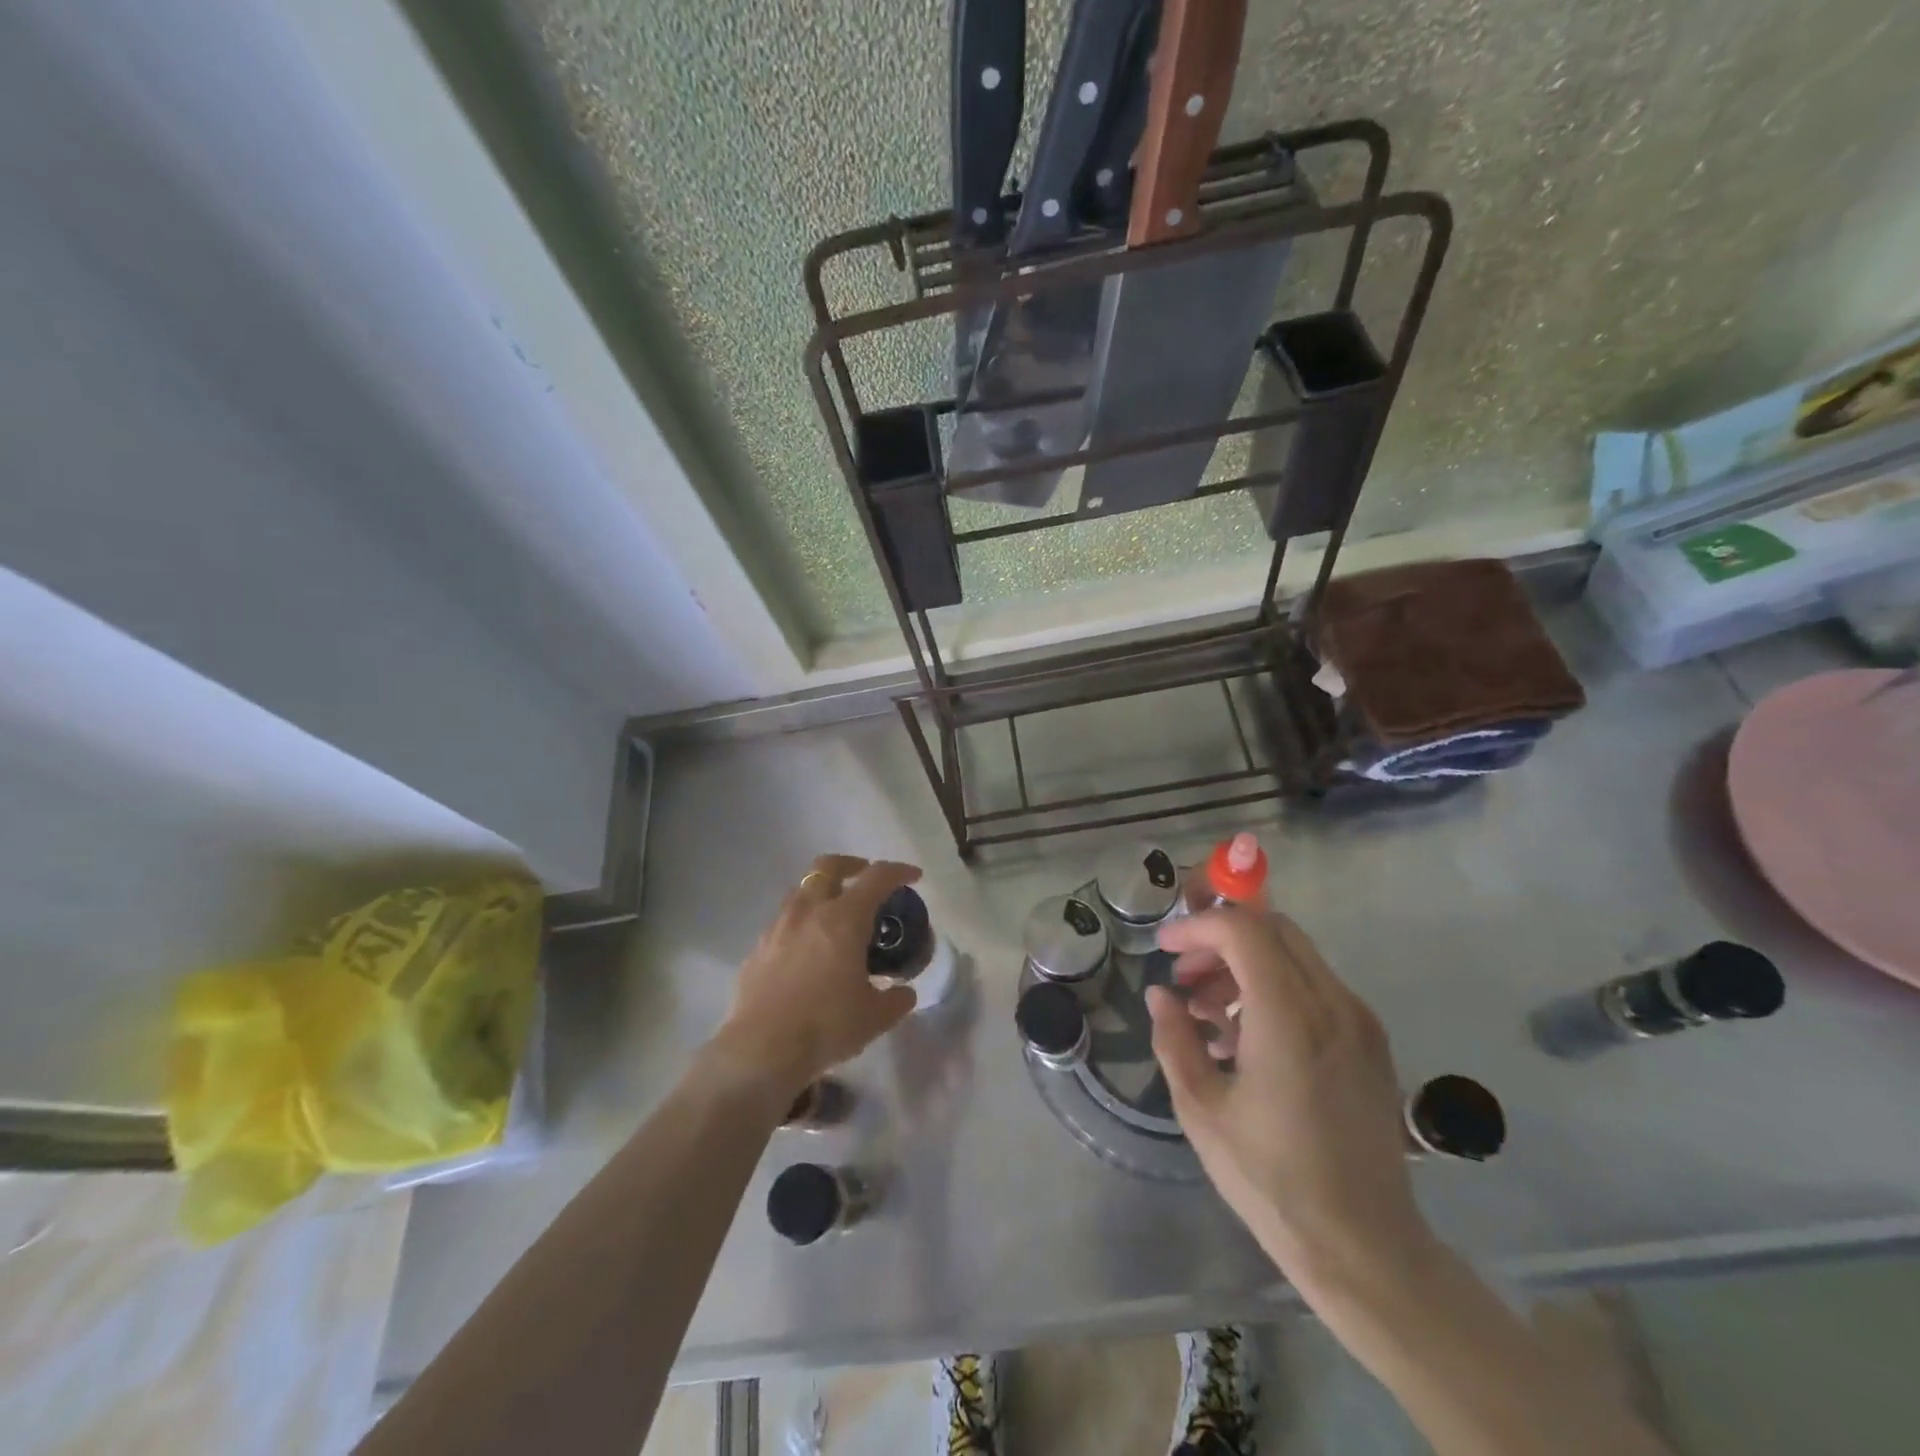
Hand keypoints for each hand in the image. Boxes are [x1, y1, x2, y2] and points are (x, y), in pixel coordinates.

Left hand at [712, 855, 920, 1097]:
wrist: (761, 1050)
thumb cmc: (826, 1025)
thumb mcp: (875, 1016)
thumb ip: (895, 999)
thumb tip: (904, 992)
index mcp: (844, 918)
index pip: (877, 878)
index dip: (898, 872)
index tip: (913, 877)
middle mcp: (809, 911)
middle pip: (828, 866)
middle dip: (851, 865)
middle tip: (865, 878)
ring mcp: (778, 927)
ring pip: (801, 891)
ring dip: (822, 893)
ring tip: (836, 917)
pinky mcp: (757, 949)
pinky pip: (783, 922)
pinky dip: (801, 924)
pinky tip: (808, 951)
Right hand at [1147, 908, 1437, 1297]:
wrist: (1364, 1247)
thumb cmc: (1272, 1179)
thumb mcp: (1202, 1109)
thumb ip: (1175, 1040)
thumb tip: (1161, 995)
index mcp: (1289, 1017)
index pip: (1243, 930)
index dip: (1197, 927)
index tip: (1164, 947)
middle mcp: (1333, 1004)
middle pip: (1273, 929)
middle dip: (1220, 938)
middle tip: (1185, 976)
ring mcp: (1359, 1022)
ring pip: (1295, 955)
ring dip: (1246, 963)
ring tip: (1208, 1011)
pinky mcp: (1370, 1043)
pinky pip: (1316, 987)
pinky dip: (1274, 988)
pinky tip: (1246, 1036)